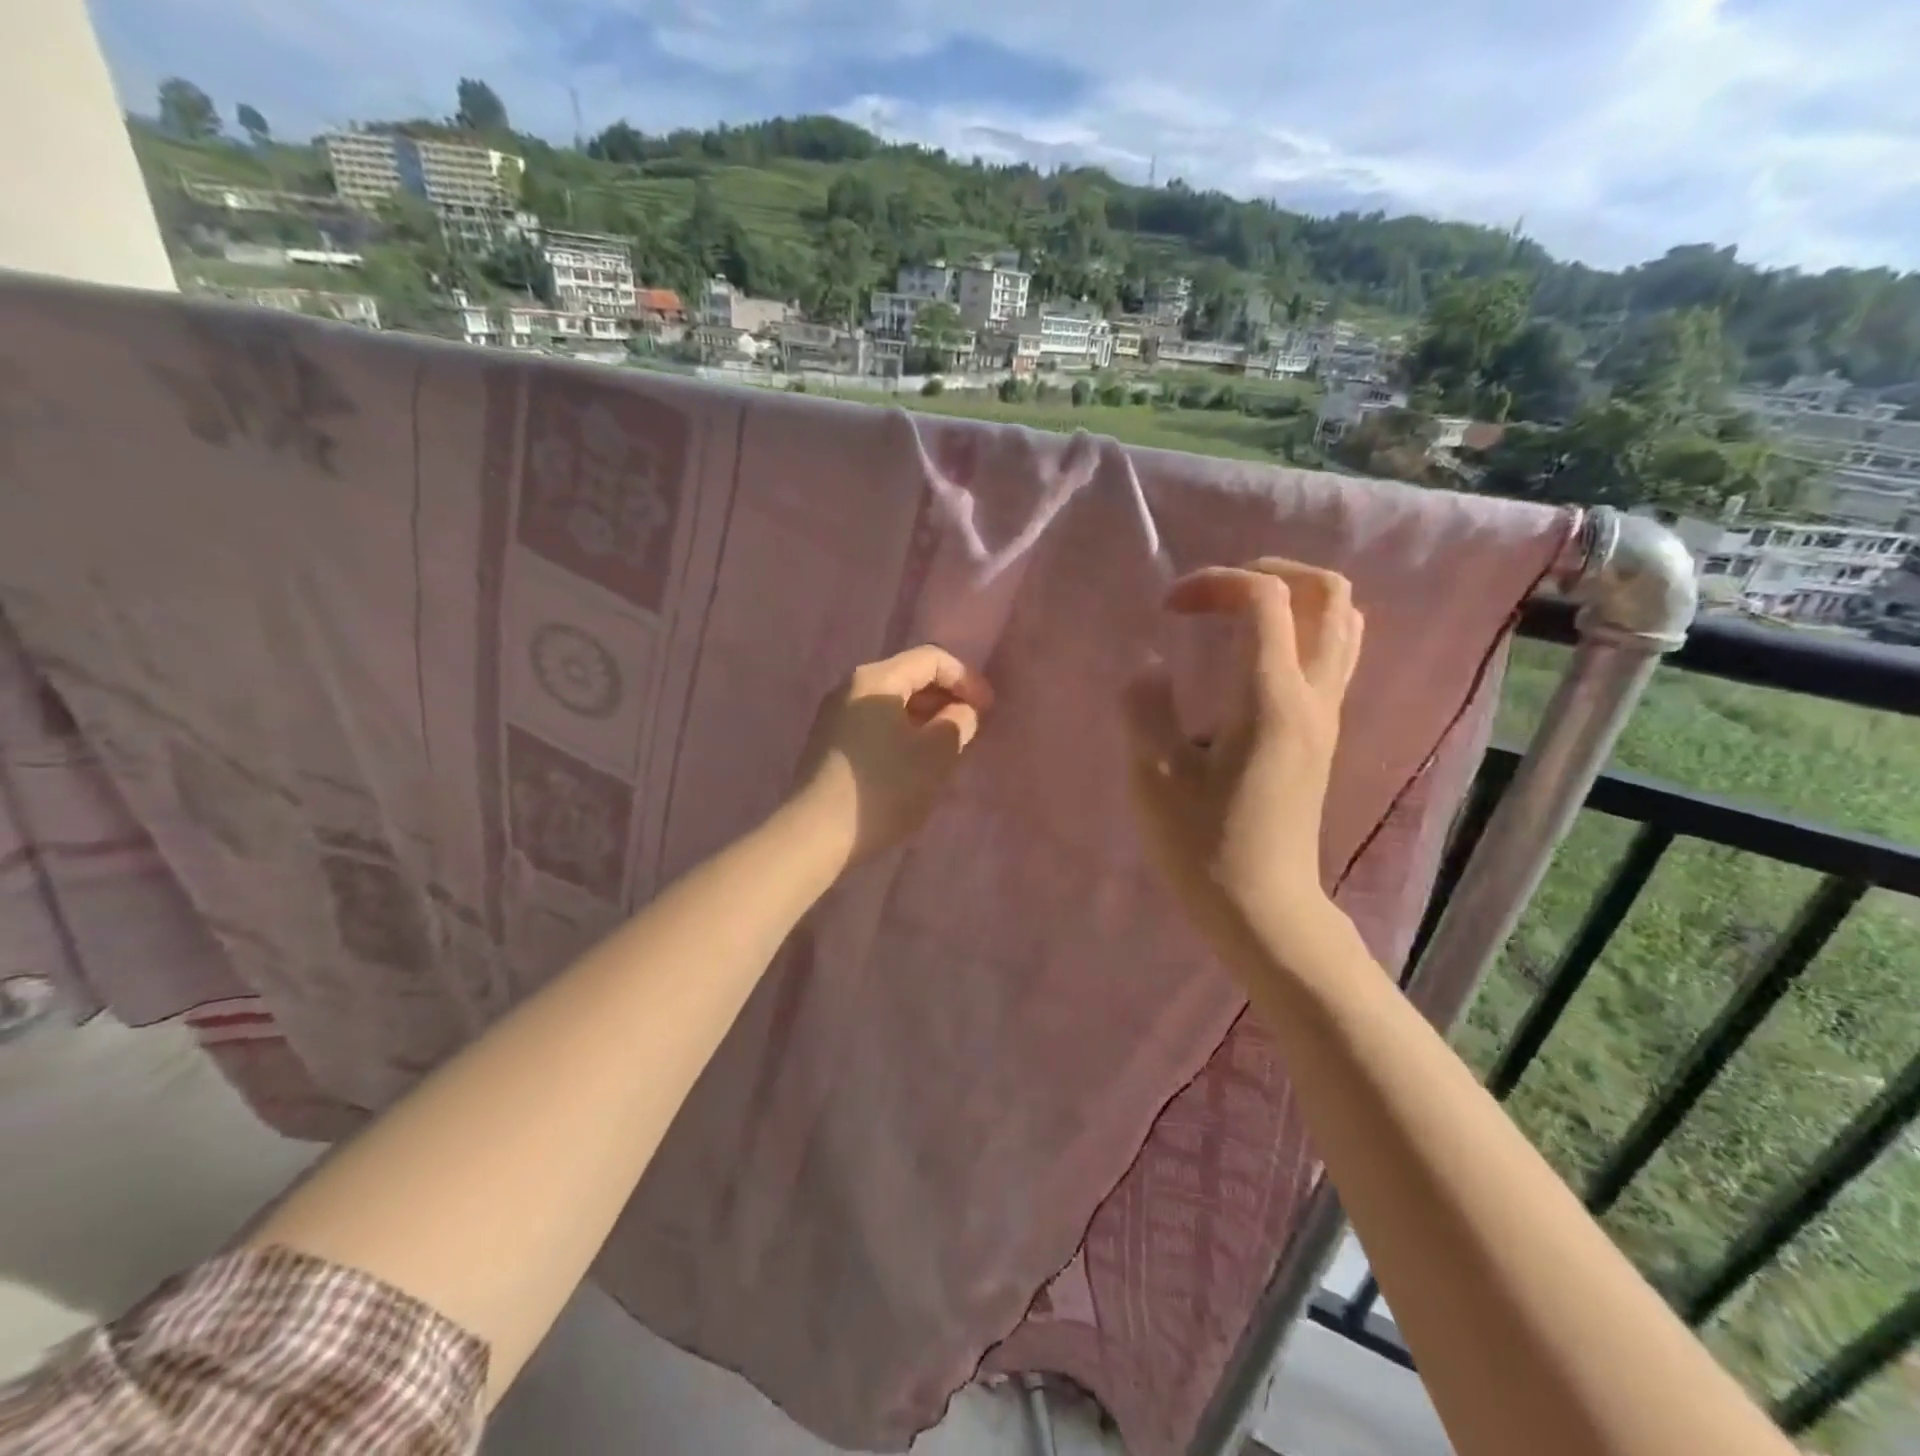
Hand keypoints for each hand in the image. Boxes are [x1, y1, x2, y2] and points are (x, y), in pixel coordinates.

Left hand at [791, 645, 994, 867]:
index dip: (966, 679)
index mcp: (875, 679)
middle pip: (909, 677)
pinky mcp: (829, 743)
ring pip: (892, 703)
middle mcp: (850, 687)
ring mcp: (835, 715)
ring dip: (925, 719)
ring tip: (948, 748)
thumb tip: (960, 712)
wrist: (815, 836)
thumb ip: (958, 723)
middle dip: (946, 698)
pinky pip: (875, 724)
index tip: (987, 710)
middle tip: (971, 728)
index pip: (931, 659)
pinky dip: (902, 733)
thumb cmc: (883, 789)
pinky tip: (915, 763)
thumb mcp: (935, 755)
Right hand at [1123, 560, 1363, 970]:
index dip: (1215, 583)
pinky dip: (1303, 630)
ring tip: (1236, 615)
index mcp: (1271, 699)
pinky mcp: (1323, 735)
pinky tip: (1254, 655)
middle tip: (1215, 593)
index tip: (1168, 607)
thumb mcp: (1153, 776)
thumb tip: (1150, 664)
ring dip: (1293, 599)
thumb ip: (1146, 707)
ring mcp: (1327, 715)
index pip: (1265, 600)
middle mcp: (1313, 695)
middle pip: (1328, 593)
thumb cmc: (1203, 845)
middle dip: (1269, 572)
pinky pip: (1335, 654)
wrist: (1263, 907)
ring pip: (1342, 621)